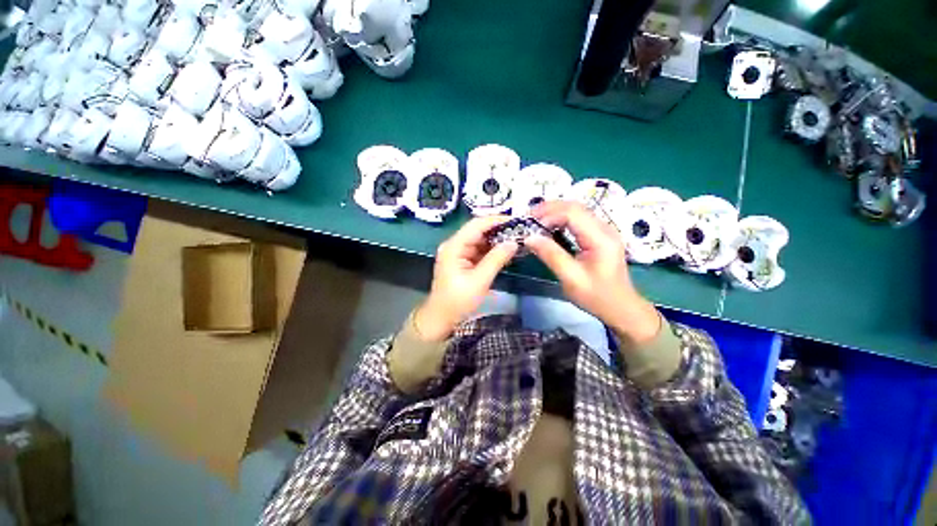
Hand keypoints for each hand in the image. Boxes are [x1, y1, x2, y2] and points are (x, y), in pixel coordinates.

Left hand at [414, 216, 517, 341]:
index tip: (516, 221)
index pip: (476, 225)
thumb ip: (496, 259)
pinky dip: (491, 250)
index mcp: (454, 246)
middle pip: (478, 231)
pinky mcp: (462, 261)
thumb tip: (514, 242)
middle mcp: (454, 245)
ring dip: (496, 240)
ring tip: (517, 240)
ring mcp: (458, 253)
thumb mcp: (479, 281)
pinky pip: (479, 251)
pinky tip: (505, 251)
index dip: (496, 220)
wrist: (441, 318)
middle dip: (498, 230)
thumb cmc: (458, 301)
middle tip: (520, 231)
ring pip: (480, 240)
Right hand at [526, 201, 660, 346]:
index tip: (530, 225)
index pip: (572, 213)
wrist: (621, 308)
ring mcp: (604, 230)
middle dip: (549, 208)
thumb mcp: (571, 279)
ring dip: (555, 212)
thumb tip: (529, 238)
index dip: (549, 215)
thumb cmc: (597, 296)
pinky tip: (550, 226)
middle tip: (528, 218)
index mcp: (600, 238)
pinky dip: (561, 218)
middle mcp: (605, 228)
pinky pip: (579, 219)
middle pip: (575, 206)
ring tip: (536, 220)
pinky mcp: (600, 235)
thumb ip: (551, 256)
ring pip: (577, 210)